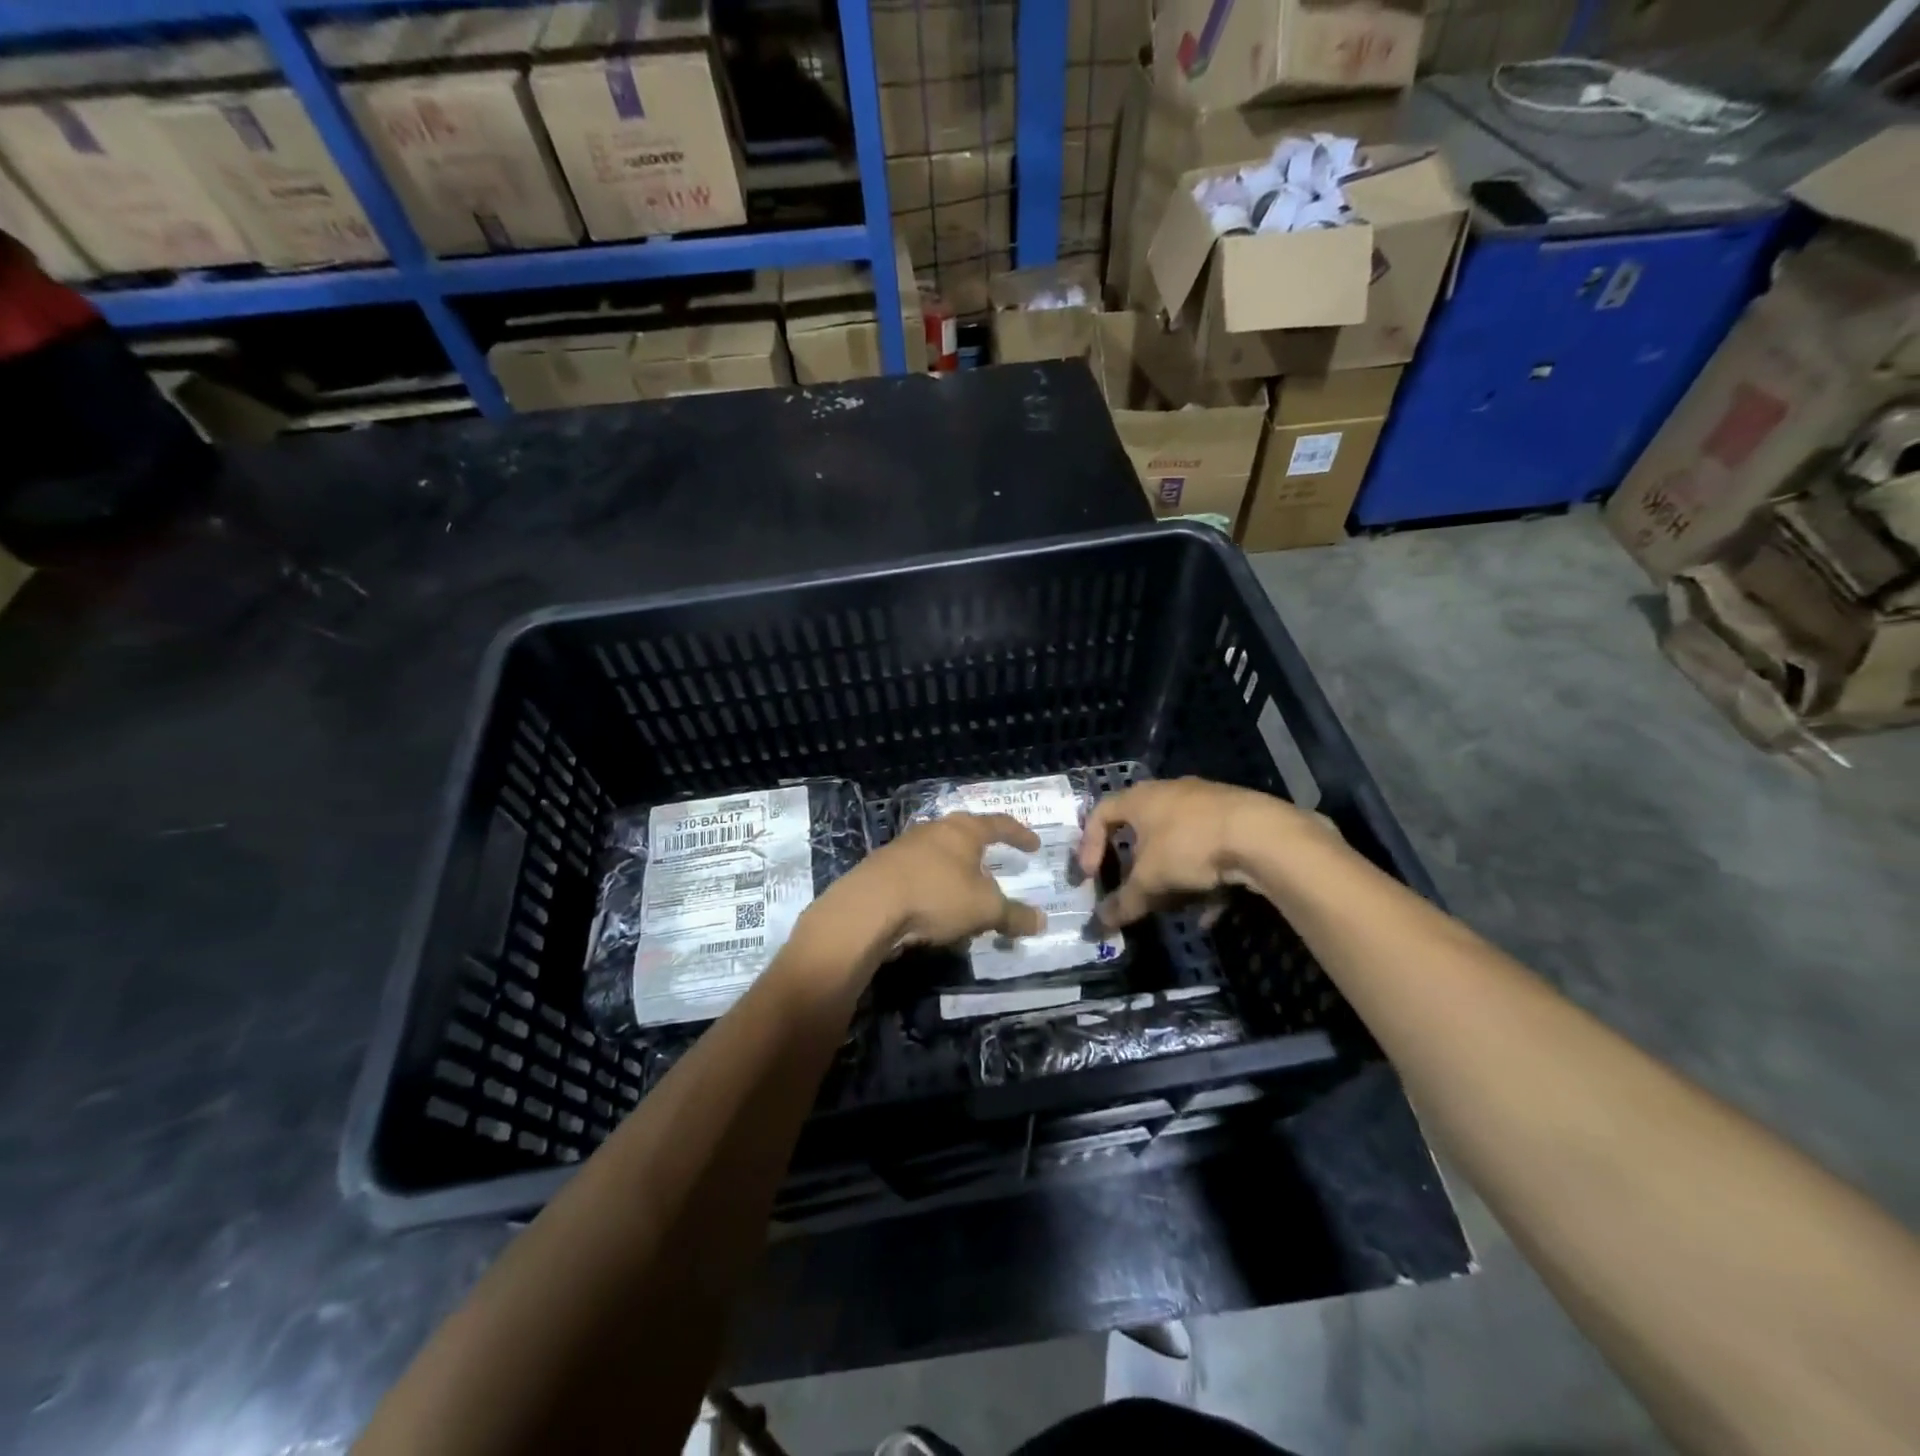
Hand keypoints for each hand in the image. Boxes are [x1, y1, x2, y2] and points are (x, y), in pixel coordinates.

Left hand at [826, 813, 1047, 952]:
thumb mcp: (984, 909)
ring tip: (966, 899)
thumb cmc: (936, 895)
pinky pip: (919, 877)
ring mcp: (905, 847)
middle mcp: (933, 830)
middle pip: (965, 837)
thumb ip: (1013, 915)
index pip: (999, 824)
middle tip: (996, 870)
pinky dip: (934, 891)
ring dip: (956, 877)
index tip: (1034, 845)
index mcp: (963, 830)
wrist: (868, 907)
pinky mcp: (883, 869)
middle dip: (982, 856)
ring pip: (940, 859)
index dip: (1019, 834)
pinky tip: (934, 914)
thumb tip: (1041, 921)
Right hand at [1077, 778, 1306, 927]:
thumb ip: (1124, 902)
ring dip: (1171, 875)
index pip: (1100, 813)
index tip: (1090, 876)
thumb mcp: (1150, 881)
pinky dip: (1205, 881)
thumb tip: (1098, 925)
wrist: (1262, 835)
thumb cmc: (1189, 847)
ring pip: (1178, 842)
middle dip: (1136, 865)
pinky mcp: (1236, 819)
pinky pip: (1209, 851)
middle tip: (1133, 890)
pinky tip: (1209, 913)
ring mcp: (1206, 803)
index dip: (1089, 845)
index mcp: (1140, 798)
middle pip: (1141, 829)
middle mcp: (1170, 793)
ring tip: (1173, 905)